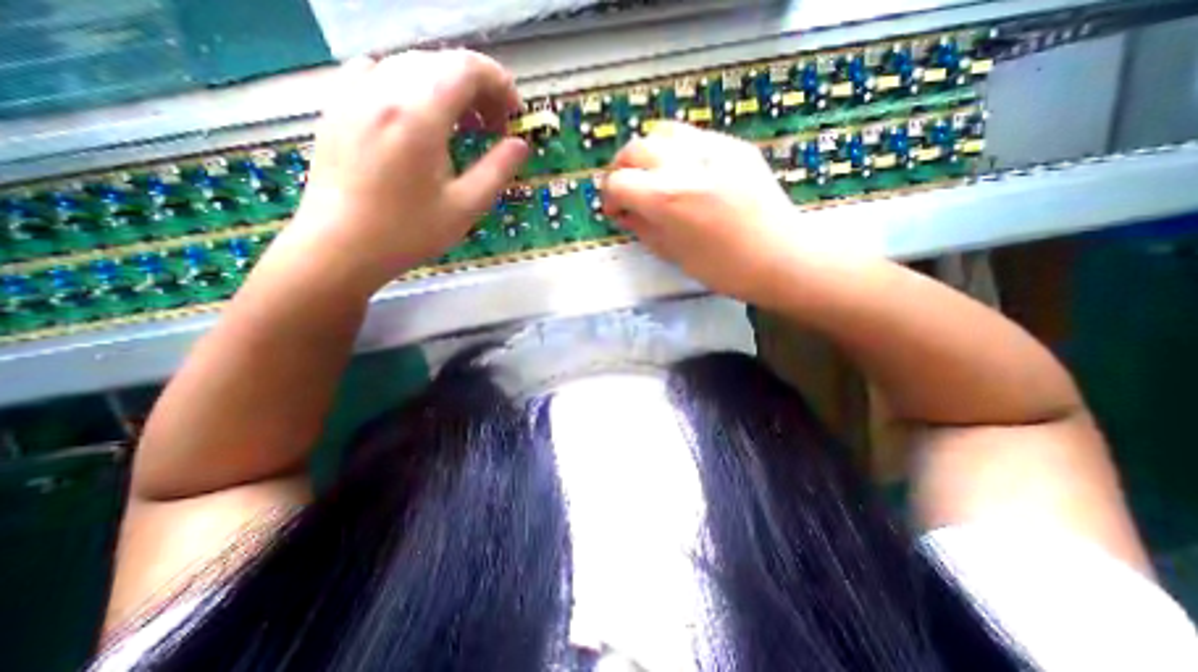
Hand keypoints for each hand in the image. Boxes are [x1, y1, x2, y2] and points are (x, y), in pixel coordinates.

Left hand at [281, 50, 527, 291]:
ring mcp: (355, 93)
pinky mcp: (339, 105)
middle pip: (441, 63)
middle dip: (478, 89)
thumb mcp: (466, 207)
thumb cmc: (409, 232)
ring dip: (448, 88)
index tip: (515, 114)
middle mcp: (384, 90)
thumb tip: (520, 145)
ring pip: (413, 66)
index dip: (500, 84)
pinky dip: (414, 88)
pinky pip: (382, 74)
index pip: (466, 68)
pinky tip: (421, 119)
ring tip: (463, 127)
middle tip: (494, 128)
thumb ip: (497, 170)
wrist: (340, 245)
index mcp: (419, 115)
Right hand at [605, 120, 798, 305]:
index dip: (609, 197)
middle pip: (635, 148)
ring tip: (653, 176)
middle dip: (622, 169)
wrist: (780, 257)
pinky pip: (693, 137)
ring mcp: (714, 149)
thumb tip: (623, 212)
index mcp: (668, 199)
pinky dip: (677, 152)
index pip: (618, 182)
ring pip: (662, 132)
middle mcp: (686, 164)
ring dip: (648, 153)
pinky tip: (685, 173)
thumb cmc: (723, 268)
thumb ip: (641, 227)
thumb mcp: (671, 253)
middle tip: (627, 190)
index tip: (614, 211)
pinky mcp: (735, 146)